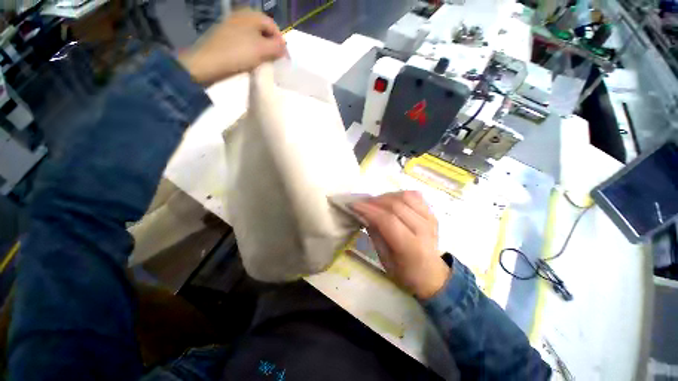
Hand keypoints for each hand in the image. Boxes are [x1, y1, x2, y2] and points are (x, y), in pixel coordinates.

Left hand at [179, 10, 286, 85]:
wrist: (209, 62)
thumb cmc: (239, 53)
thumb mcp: (263, 50)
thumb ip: (277, 47)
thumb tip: (284, 48)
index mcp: (251, 15)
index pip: (274, 26)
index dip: (281, 42)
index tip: (284, 58)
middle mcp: (242, 16)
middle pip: (264, 31)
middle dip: (272, 46)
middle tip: (275, 61)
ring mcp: (232, 25)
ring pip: (254, 37)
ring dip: (262, 50)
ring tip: (264, 62)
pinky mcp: (226, 36)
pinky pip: (244, 42)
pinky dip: (251, 50)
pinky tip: (251, 61)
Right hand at [352, 191, 450, 298]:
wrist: (432, 274)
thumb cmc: (405, 272)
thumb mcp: (385, 259)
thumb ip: (375, 234)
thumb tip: (363, 214)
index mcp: (412, 247)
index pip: (388, 220)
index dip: (369, 210)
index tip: (353, 205)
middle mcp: (424, 229)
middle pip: (396, 205)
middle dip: (374, 201)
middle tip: (361, 204)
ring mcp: (430, 219)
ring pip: (405, 196)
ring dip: (386, 196)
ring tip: (375, 203)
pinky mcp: (431, 213)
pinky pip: (414, 195)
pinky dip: (399, 195)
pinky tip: (390, 201)